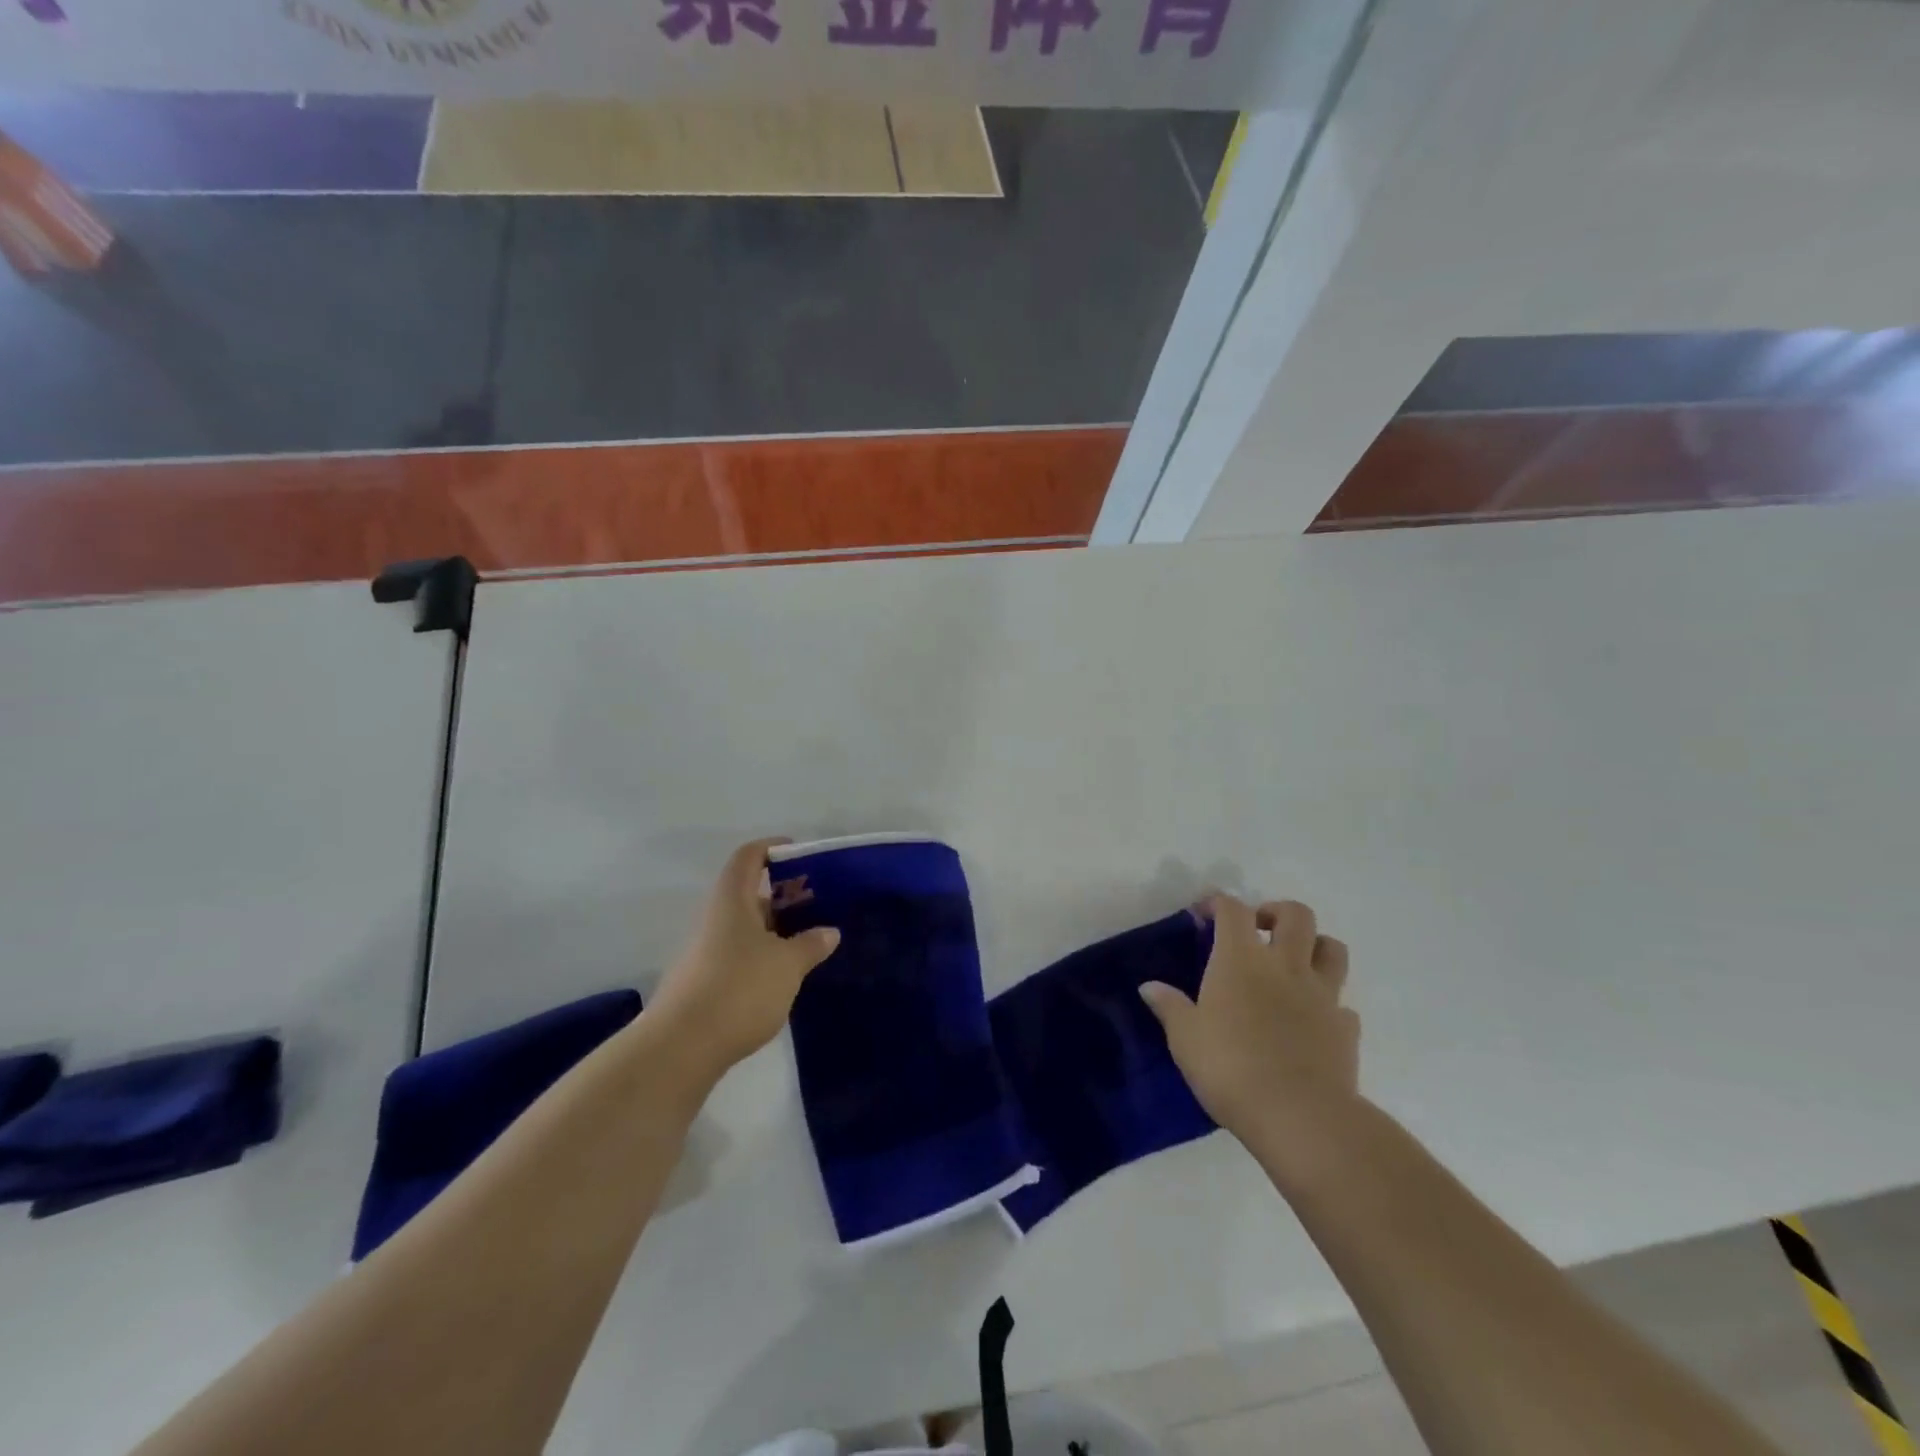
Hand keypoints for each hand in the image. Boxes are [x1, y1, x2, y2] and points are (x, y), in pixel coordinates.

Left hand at [649, 839, 840, 1080]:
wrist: (680, 1048)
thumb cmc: (739, 989)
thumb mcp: (787, 965)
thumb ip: (810, 944)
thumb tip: (829, 931)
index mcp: (731, 899)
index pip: (749, 856)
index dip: (774, 847)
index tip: (801, 853)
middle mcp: (714, 917)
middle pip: (748, 892)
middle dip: (783, 894)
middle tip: (818, 904)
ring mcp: (704, 951)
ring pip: (744, 926)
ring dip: (774, 928)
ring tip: (809, 940)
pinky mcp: (703, 982)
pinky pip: (738, 954)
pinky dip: (762, 955)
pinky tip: (784, 975)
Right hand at [1140, 895, 1359, 1144]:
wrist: (1299, 1116)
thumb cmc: (1230, 1067)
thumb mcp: (1185, 1038)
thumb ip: (1170, 1007)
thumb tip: (1149, 987)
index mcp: (1240, 959)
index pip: (1232, 909)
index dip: (1218, 903)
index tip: (1204, 914)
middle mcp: (1285, 965)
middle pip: (1296, 914)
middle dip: (1276, 912)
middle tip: (1258, 931)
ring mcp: (1322, 995)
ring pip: (1333, 949)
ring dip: (1315, 946)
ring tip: (1294, 964)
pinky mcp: (1346, 1029)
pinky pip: (1342, 1004)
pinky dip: (1329, 1004)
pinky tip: (1313, 1020)